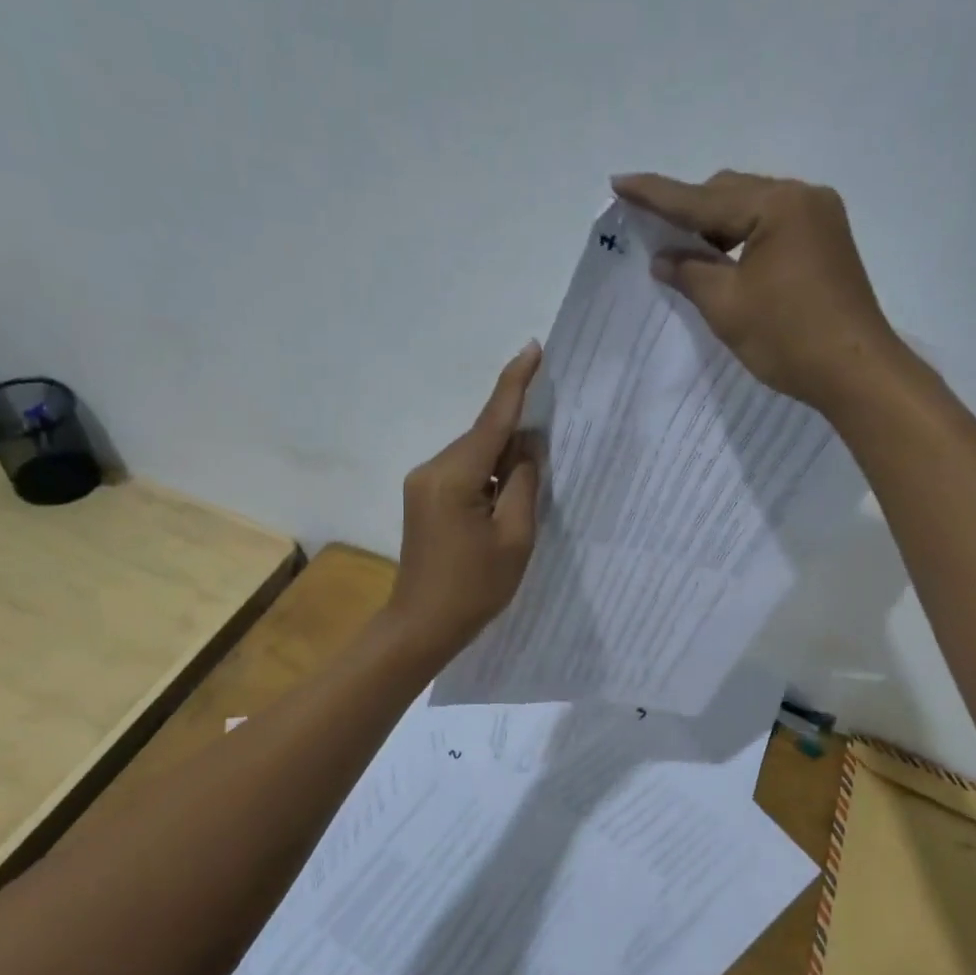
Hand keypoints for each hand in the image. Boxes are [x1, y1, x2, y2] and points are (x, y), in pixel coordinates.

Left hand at [387, 343, 541, 659]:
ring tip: (531, 486)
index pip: (492, 420)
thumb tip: (527, 446)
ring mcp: (423, 484)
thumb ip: (524, 483)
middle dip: (516, 437)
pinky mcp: (423, 499)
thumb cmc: (474, 588)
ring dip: (503, 462)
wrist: (422, 626)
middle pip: (482, 438)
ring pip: (474, 457)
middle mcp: (432, 469)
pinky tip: (505, 500)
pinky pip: (463, 473)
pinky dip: (488, 477)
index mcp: (454, 475)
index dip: (515, 383)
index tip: (533, 349)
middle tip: (553, 450)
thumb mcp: (514, 537)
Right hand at [611, 170, 916, 414]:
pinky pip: (774, 225)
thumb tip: (662, 256)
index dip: (656, 195)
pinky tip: (726, 260)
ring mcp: (820, 218)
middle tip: (654, 230)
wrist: (856, 372)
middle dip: (690, 210)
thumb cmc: (788, 338)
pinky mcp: (828, 241)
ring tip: (688, 251)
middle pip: (731, 192)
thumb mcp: (727, 306)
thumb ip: (689, 273)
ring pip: (753, 208)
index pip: (702, 198)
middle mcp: (802, 197)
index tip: (620, 182)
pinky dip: (744, 238)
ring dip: (718, 225)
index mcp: (776, 205)